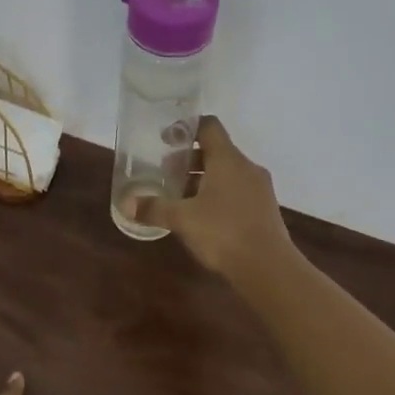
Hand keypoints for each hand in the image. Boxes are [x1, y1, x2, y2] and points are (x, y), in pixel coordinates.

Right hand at [145, 116, 293, 279]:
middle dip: (189, 161)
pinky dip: (217, 196)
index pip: (209, 127)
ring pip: (227, 174)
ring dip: (203, 180)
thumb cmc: (223, 232)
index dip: (186, 128)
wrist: (267, 267)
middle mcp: (246, 168)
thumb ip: (154, 208)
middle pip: (216, 152)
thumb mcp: (182, 219)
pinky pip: (237, 192)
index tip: (166, 139)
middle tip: (166, 174)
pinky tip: (202, 217)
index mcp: (228, 160)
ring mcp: (259, 189)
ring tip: (180, 198)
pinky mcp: (264, 210)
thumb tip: (126, 204)